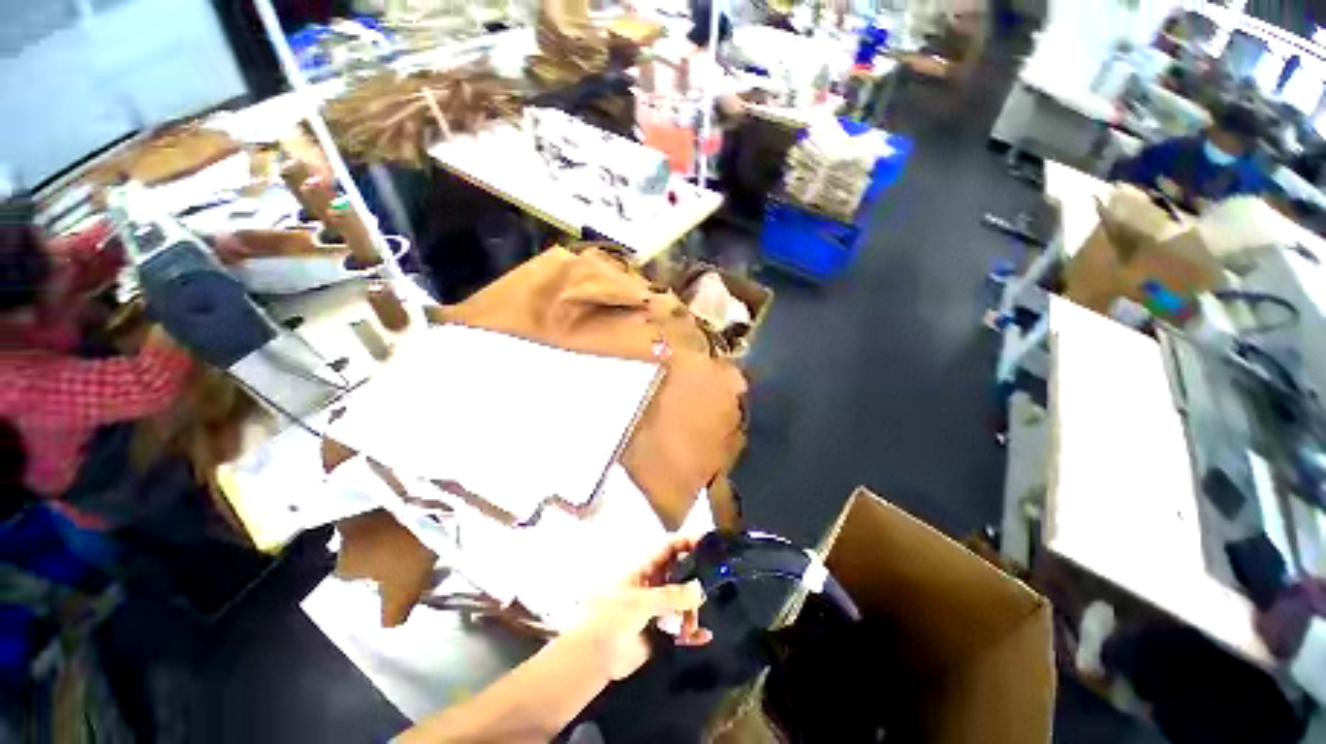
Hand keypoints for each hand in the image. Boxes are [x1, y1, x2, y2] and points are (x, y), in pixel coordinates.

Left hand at [565, 539, 711, 680]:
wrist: (593, 656)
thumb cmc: (612, 616)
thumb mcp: (642, 601)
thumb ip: (671, 595)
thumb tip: (699, 589)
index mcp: (645, 568)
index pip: (669, 548)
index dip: (686, 542)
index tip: (706, 542)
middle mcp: (652, 584)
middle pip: (680, 574)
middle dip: (695, 580)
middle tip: (711, 586)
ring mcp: (656, 609)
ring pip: (683, 602)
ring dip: (692, 611)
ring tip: (692, 624)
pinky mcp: (659, 632)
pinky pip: (681, 629)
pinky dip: (692, 633)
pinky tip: (704, 636)